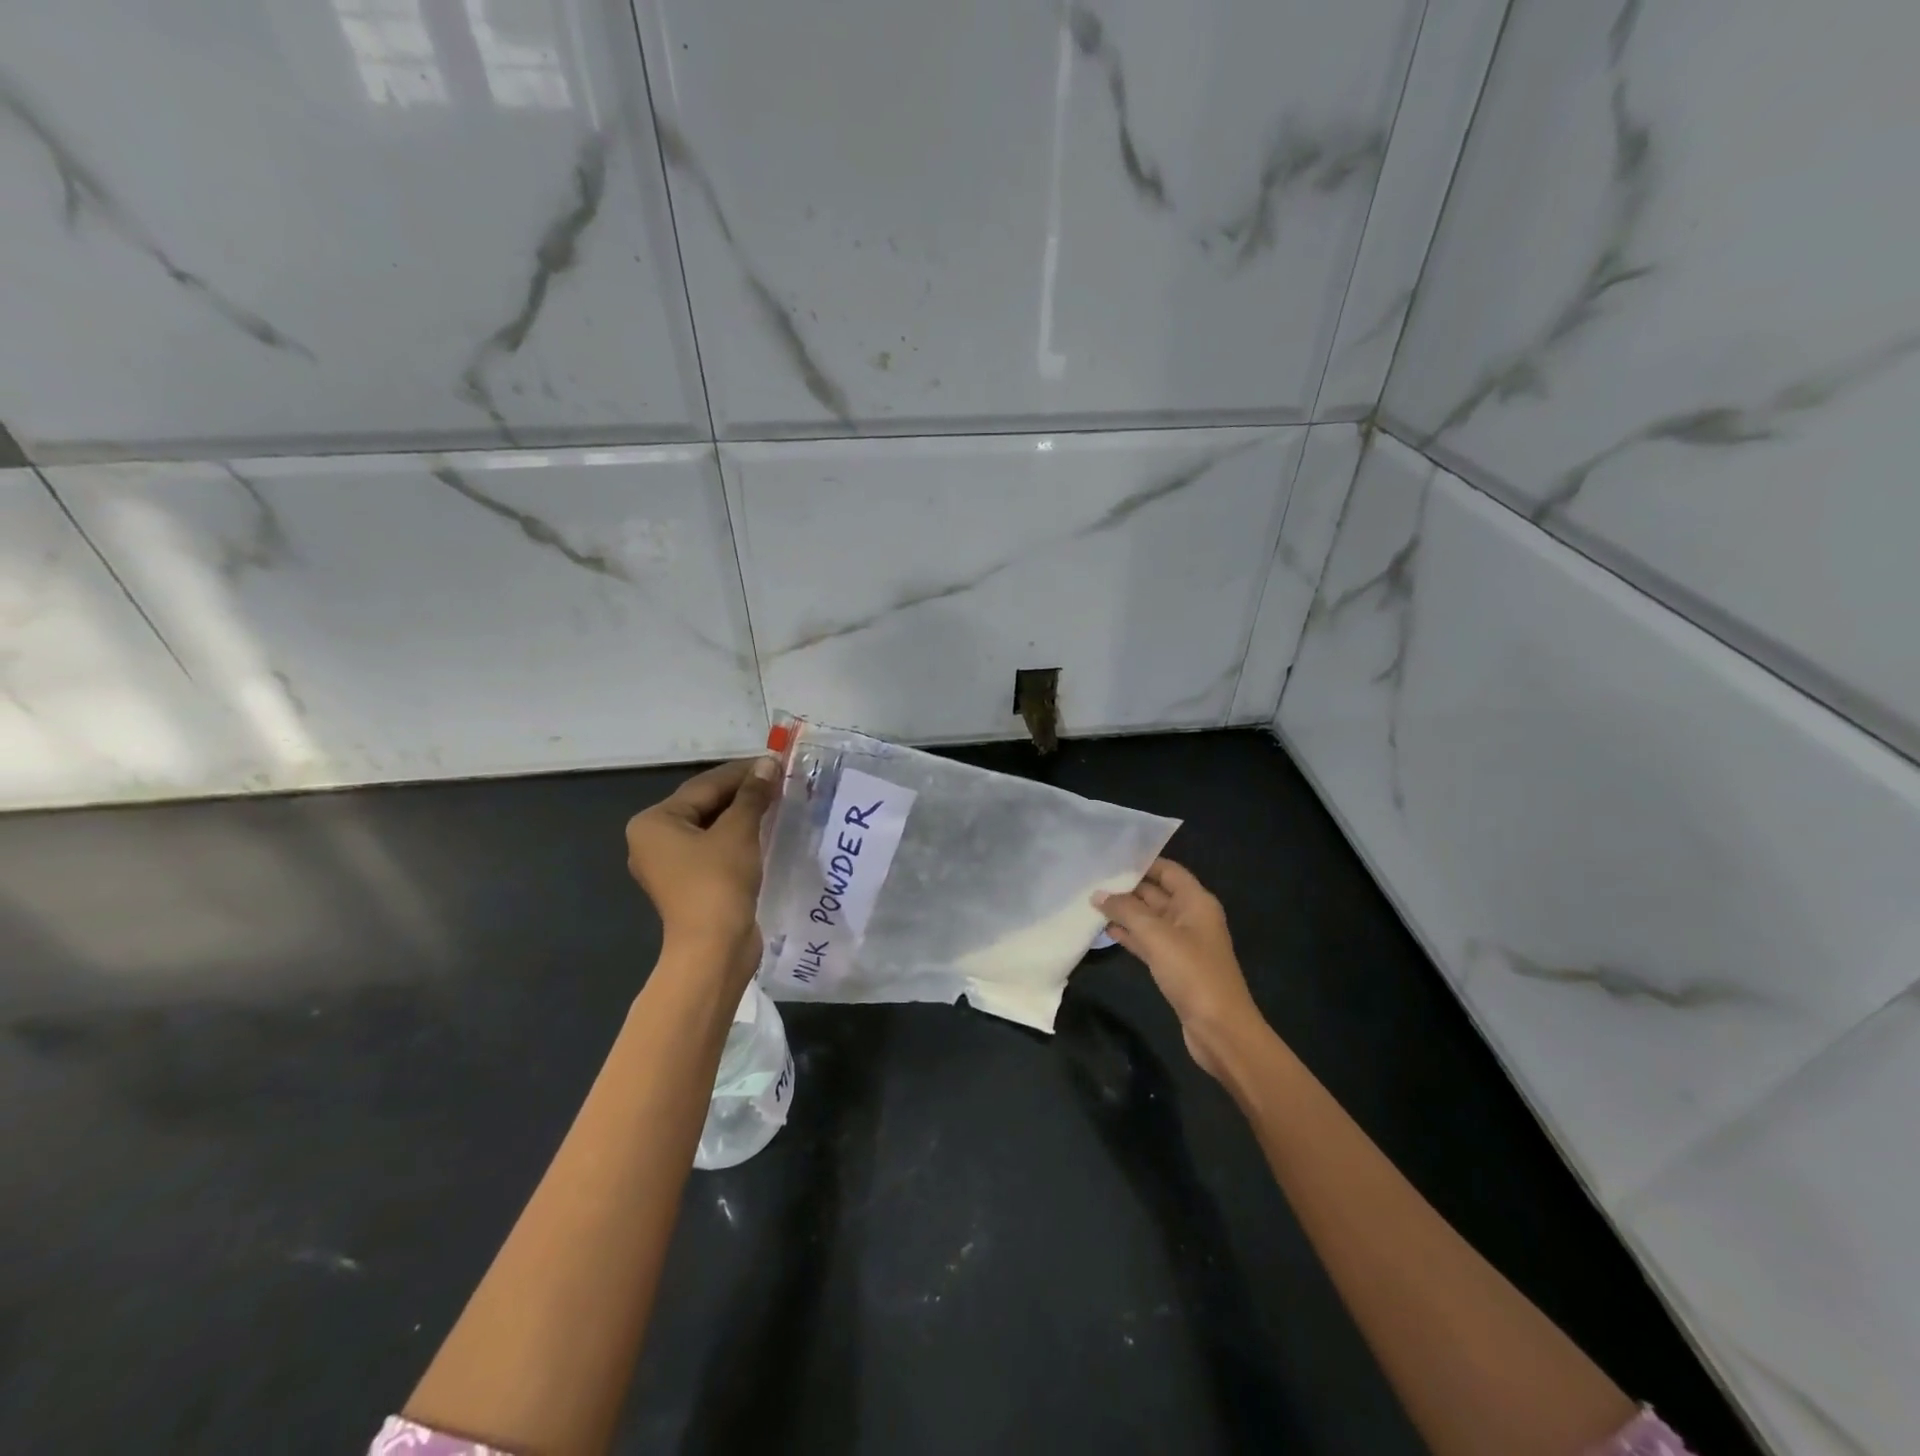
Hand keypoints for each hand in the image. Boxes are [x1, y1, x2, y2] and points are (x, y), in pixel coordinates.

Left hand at [625, 757, 780, 984]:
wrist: (714, 949)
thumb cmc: (718, 882)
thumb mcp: (738, 831)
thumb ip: (752, 795)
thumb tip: (768, 763)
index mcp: (654, 822)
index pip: (705, 785)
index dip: (742, 772)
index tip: (775, 762)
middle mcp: (654, 840)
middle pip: (705, 804)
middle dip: (743, 793)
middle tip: (780, 780)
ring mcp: (671, 865)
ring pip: (711, 827)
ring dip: (743, 815)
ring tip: (778, 801)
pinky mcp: (690, 884)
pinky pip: (715, 849)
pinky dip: (738, 837)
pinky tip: (765, 830)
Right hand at [1094, 859, 1264, 1078]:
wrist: (1220, 1029)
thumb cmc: (1193, 973)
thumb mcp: (1157, 936)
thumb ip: (1126, 911)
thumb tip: (1098, 894)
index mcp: (1196, 902)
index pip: (1168, 870)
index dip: (1142, 862)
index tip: (1110, 857)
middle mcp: (1191, 917)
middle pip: (1156, 893)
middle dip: (1127, 887)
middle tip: (1091, 879)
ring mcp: (1183, 943)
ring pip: (1149, 919)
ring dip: (1124, 912)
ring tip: (1091, 902)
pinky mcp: (1174, 965)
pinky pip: (1148, 941)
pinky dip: (1129, 935)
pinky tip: (1105, 930)